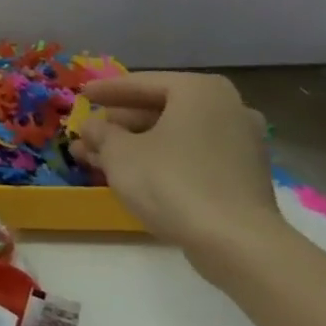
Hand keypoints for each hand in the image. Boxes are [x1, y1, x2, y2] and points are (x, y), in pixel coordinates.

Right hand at [74, 72, 280, 268]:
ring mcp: (241, 143)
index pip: (141, 83)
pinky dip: (160, 158)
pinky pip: (191, 155)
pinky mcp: (243, 175)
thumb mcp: (118, 152)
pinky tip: (130, 173)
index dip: (106, 91)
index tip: (82, 95)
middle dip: (119, 123)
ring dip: (134, 143)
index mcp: (199, 91)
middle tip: (88, 133)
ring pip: (174, 135)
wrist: (235, 243)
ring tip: (96, 157)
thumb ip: (100, 132)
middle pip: (160, 109)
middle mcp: (228, 108)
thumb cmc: (170, 181)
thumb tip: (93, 127)